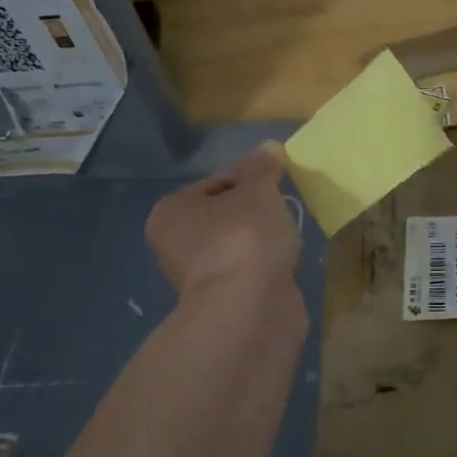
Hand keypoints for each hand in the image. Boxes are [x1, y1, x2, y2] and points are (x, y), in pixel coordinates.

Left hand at [147, 142, 302, 300]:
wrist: (249, 309)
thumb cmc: (245, 238)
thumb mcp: (259, 190)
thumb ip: (263, 167)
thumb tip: (268, 147)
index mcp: (171, 211)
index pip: (217, 183)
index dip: (251, 180)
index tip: (276, 187)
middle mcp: (174, 244)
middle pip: (225, 215)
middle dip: (255, 213)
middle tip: (282, 213)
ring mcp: (198, 277)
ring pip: (238, 246)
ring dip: (261, 242)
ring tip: (285, 242)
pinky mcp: (222, 302)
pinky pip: (248, 272)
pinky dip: (264, 267)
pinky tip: (281, 266)